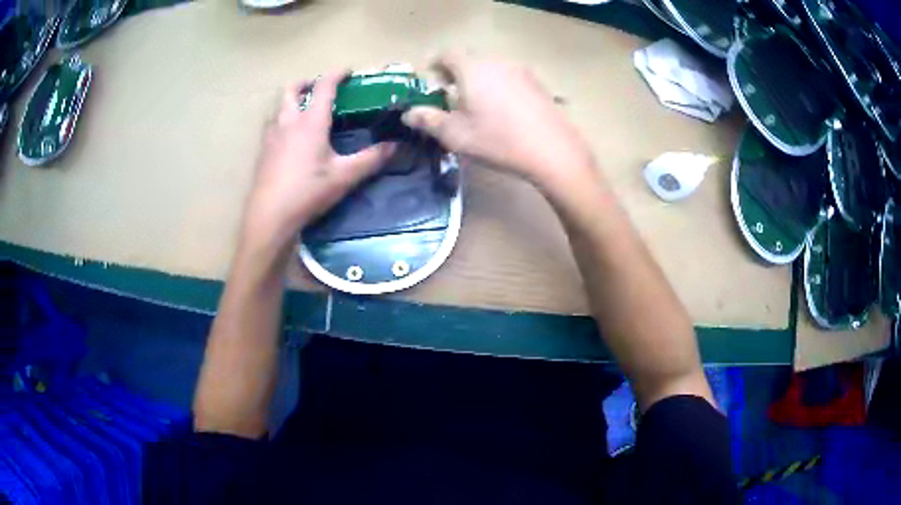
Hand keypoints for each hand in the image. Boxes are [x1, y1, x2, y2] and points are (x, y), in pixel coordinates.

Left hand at [244, 72, 394, 247]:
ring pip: (279, 107)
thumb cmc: (308, 191)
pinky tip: (290, 139)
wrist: (270, 215)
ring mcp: (272, 136)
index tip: (347, 72)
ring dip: (292, 101)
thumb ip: (371, 159)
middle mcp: (289, 122)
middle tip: (319, 88)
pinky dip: (283, 121)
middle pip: (292, 90)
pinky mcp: (263, 151)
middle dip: (306, 82)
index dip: (336, 75)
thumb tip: (395, 146)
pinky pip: (273, 125)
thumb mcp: (344, 176)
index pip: (324, 87)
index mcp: (311, 122)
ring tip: (305, 112)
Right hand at [402, 52, 596, 190]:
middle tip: (451, 97)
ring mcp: (521, 70)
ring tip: (478, 105)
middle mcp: (497, 61)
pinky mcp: (538, 83)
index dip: (435, 65)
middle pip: (470, 59)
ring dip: (478, 80)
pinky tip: (504, 111)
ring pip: (491, 68)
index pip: (447, 54)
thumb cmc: (497, 139)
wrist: (552, 150)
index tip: (432, 82)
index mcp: (473, 68)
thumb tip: (408, 114)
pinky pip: (510, 77)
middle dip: (456, 74)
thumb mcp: (455, 134)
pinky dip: (499, 86)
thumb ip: (428, 120)